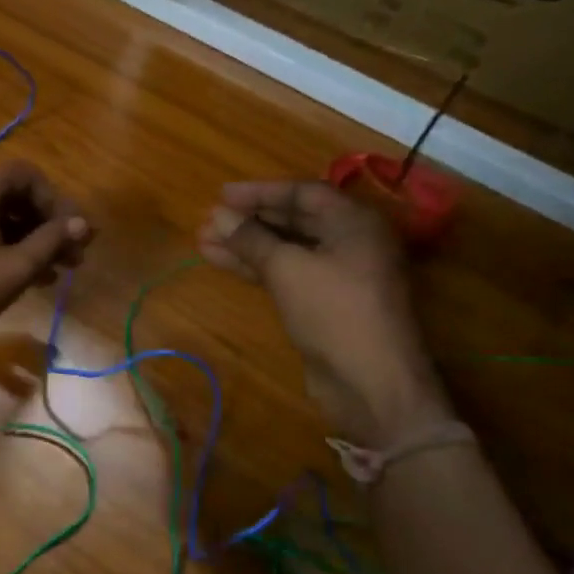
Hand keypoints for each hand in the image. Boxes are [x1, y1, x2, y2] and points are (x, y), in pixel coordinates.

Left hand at [0, 161, 89, 374]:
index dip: (56, 201)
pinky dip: (11, 252)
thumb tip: (83, 224)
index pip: (27, 176)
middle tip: (76, 257)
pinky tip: (34, 279)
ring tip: (61, 272)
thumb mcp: (13, 269)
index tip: (74, 233)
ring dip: (34, 242)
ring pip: (2, 220)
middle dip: (48, 225)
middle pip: (15, 197)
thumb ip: (50, 242)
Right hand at [198, 181, 448, 442]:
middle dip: (249, 220)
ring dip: (246, 244)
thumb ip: (251, 238)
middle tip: (208, 220)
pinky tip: (222, 262)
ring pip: (286, 248)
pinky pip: (286, 272)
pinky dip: (256, 266)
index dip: (259, 192)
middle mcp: (350, 241)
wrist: (370, 381)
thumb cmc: (334, 311)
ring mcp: (338, 273)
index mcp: (354, 222)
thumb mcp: (287, 268)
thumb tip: (218, 215)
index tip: (220, 195)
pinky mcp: (324, 301)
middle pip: (294, 219)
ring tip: (204, 241)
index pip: (303, 192)